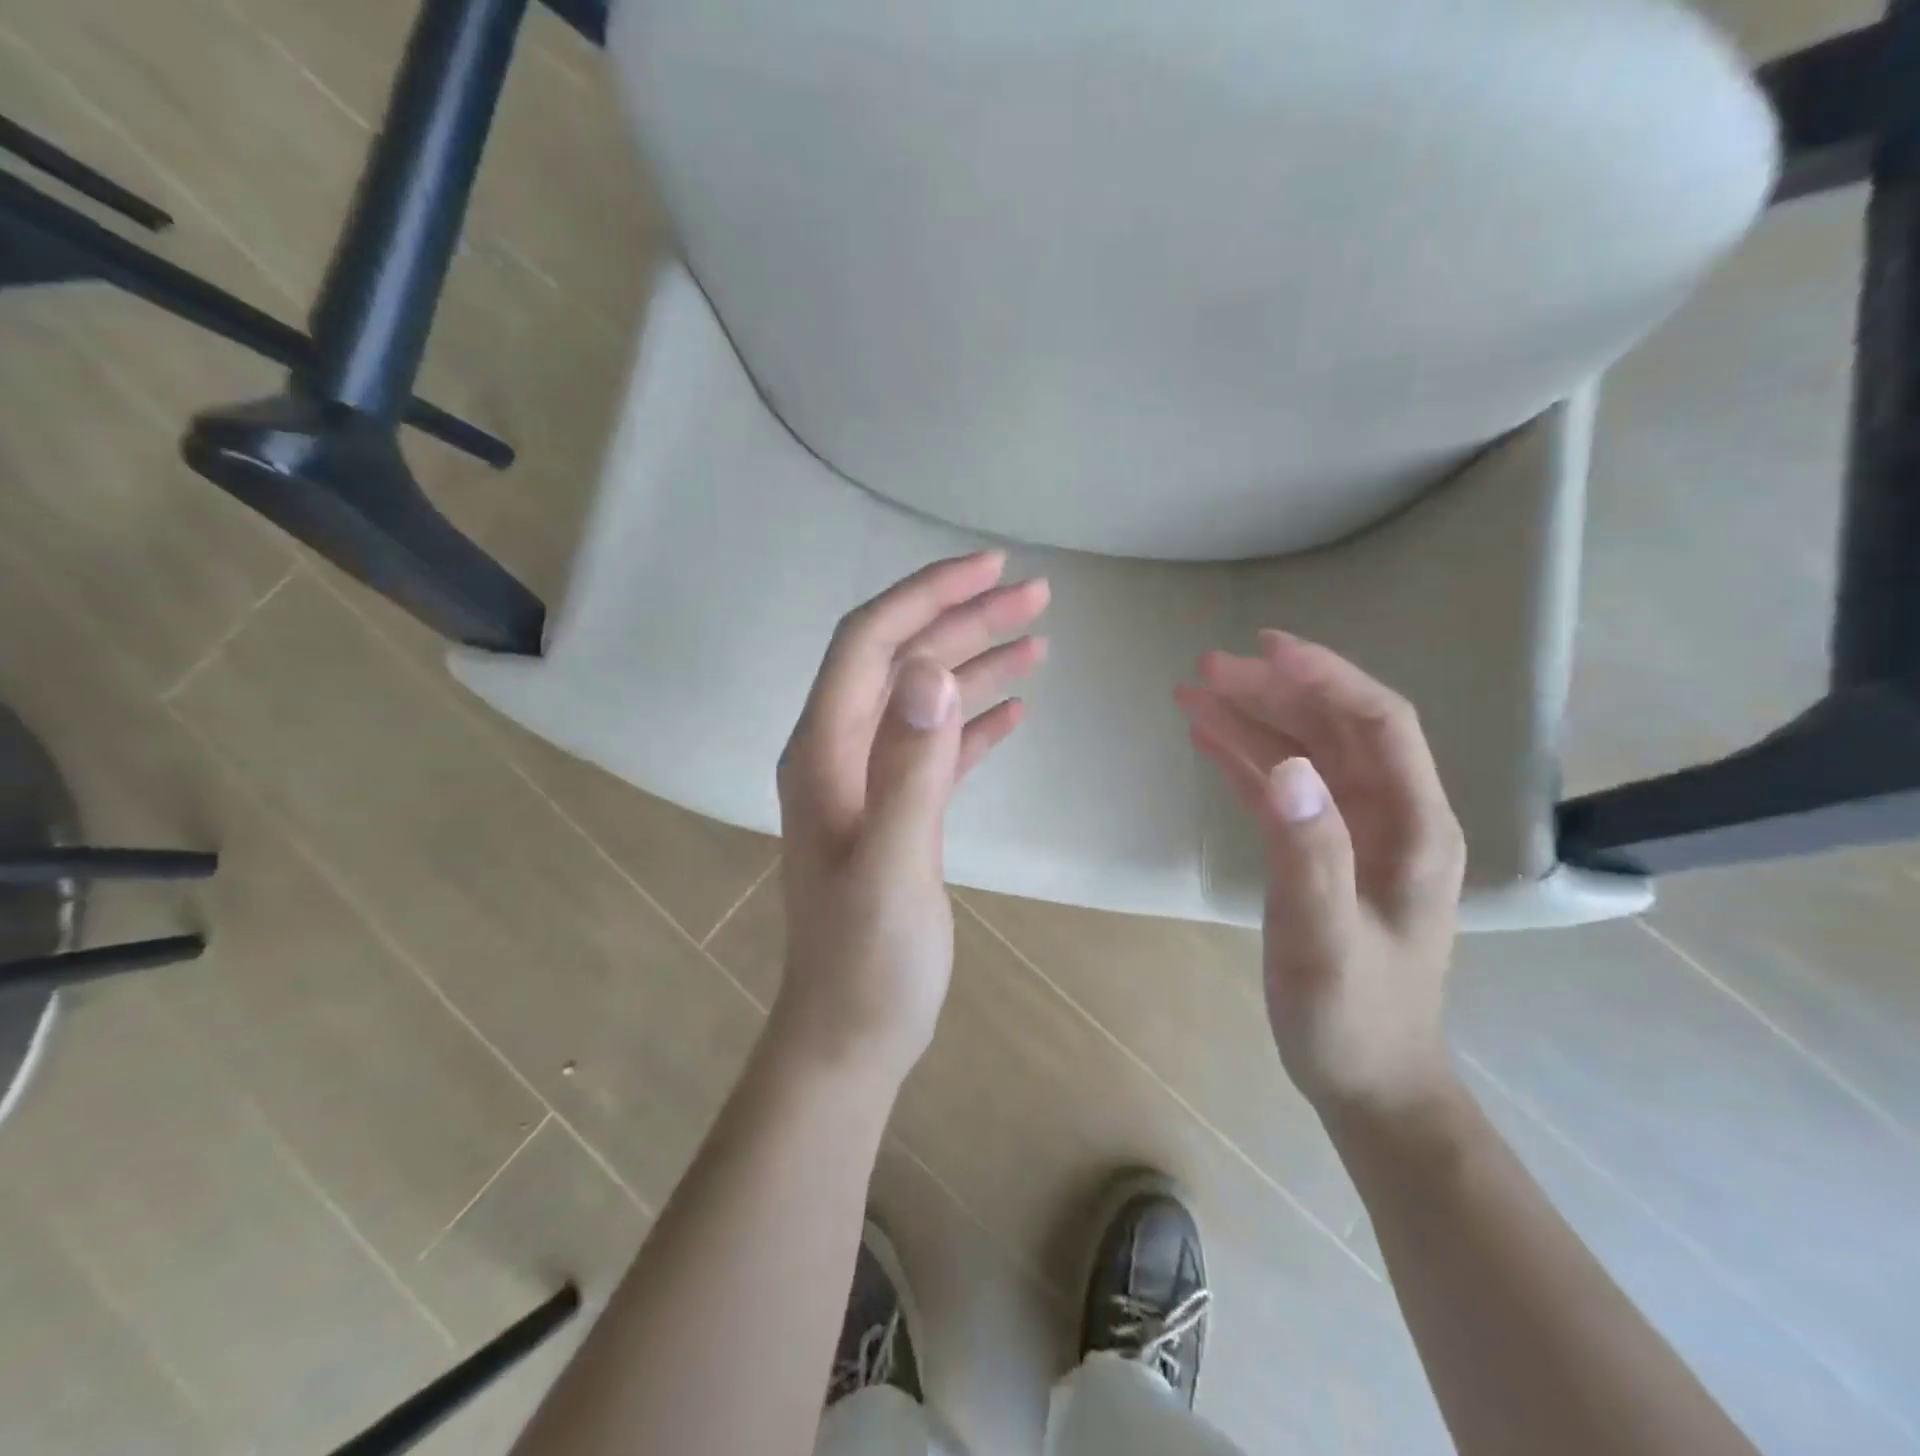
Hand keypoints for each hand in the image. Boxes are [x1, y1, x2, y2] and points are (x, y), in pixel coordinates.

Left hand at [772, 551, 1048, 1086]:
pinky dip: (974, 720)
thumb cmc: (868, 961)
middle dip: (963, 620)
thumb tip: (931, 670)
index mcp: (825, 751)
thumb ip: (910, 767)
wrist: (851, 1035)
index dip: (926, 595)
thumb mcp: (892, 864)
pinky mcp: (898, 812)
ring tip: (1038, 637)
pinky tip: (1016, 709)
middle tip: (1034, 595)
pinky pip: (938, 746)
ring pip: (924, 699)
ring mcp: (868, 782)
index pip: (870, 643)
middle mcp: (840, 753)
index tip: (990, 568)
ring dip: (976, 663)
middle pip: (901, 661)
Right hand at [1175, 630, 1464, 1117]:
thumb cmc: (1351, 1016)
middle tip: (1205, 667)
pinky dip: (1245, 757)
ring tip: (1192, 691)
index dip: (1325, 677)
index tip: (1264, 647)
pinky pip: (1282, 788)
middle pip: (1335, 728)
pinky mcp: (1321, 851)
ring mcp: (1355, 832)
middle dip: (1273, 690)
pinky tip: (1207, 738)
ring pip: (1304, 752)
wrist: (1367, 1079)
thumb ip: (1310, 852)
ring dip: (1252, 718)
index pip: (1378, 723)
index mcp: (1413, 827)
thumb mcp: (1324, 939)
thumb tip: (1285, 764)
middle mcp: (1391, 816)